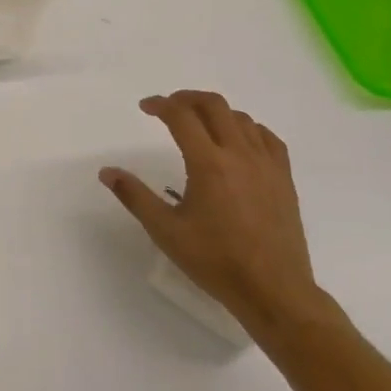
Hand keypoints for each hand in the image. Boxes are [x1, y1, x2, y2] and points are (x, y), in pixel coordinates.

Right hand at [101, 90, 327, 339]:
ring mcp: (266, 165)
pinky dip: (248, 128)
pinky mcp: (284, 178)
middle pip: (214, 105)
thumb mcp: (166, 231)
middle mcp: (239, 154)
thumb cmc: (215, 261)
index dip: (160, 104)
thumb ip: (134, 196)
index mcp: (208, 164)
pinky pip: (267, 138)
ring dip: (216, 112)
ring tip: (199, 124)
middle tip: (168, 108)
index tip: (145, 107)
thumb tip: (106, 172)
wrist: (273, 291)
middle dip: (187, 98)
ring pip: (241, 118)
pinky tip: (238, 141)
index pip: (181, 116)